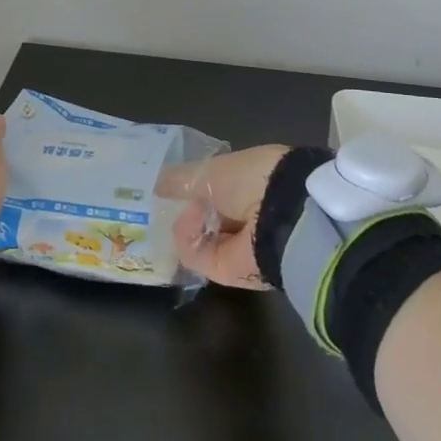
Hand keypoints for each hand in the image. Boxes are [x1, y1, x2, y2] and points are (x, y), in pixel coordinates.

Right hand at [158, 144, 288, 288]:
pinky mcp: (228, 271)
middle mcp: (244, 213)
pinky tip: (189, 225)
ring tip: (181, 210)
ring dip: (185, 224)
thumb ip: (181, 179)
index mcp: (247, 182)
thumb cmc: (250, 179)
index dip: (190, 188)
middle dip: (183, 211)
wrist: (282, 218)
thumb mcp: (209, 169)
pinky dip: (187, 241)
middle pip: (205, 216)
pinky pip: (196, 256)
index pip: (213, 189)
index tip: (166, 187)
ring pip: (198, 237)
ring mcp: (238, 244)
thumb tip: (158, 185)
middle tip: (157, 205)